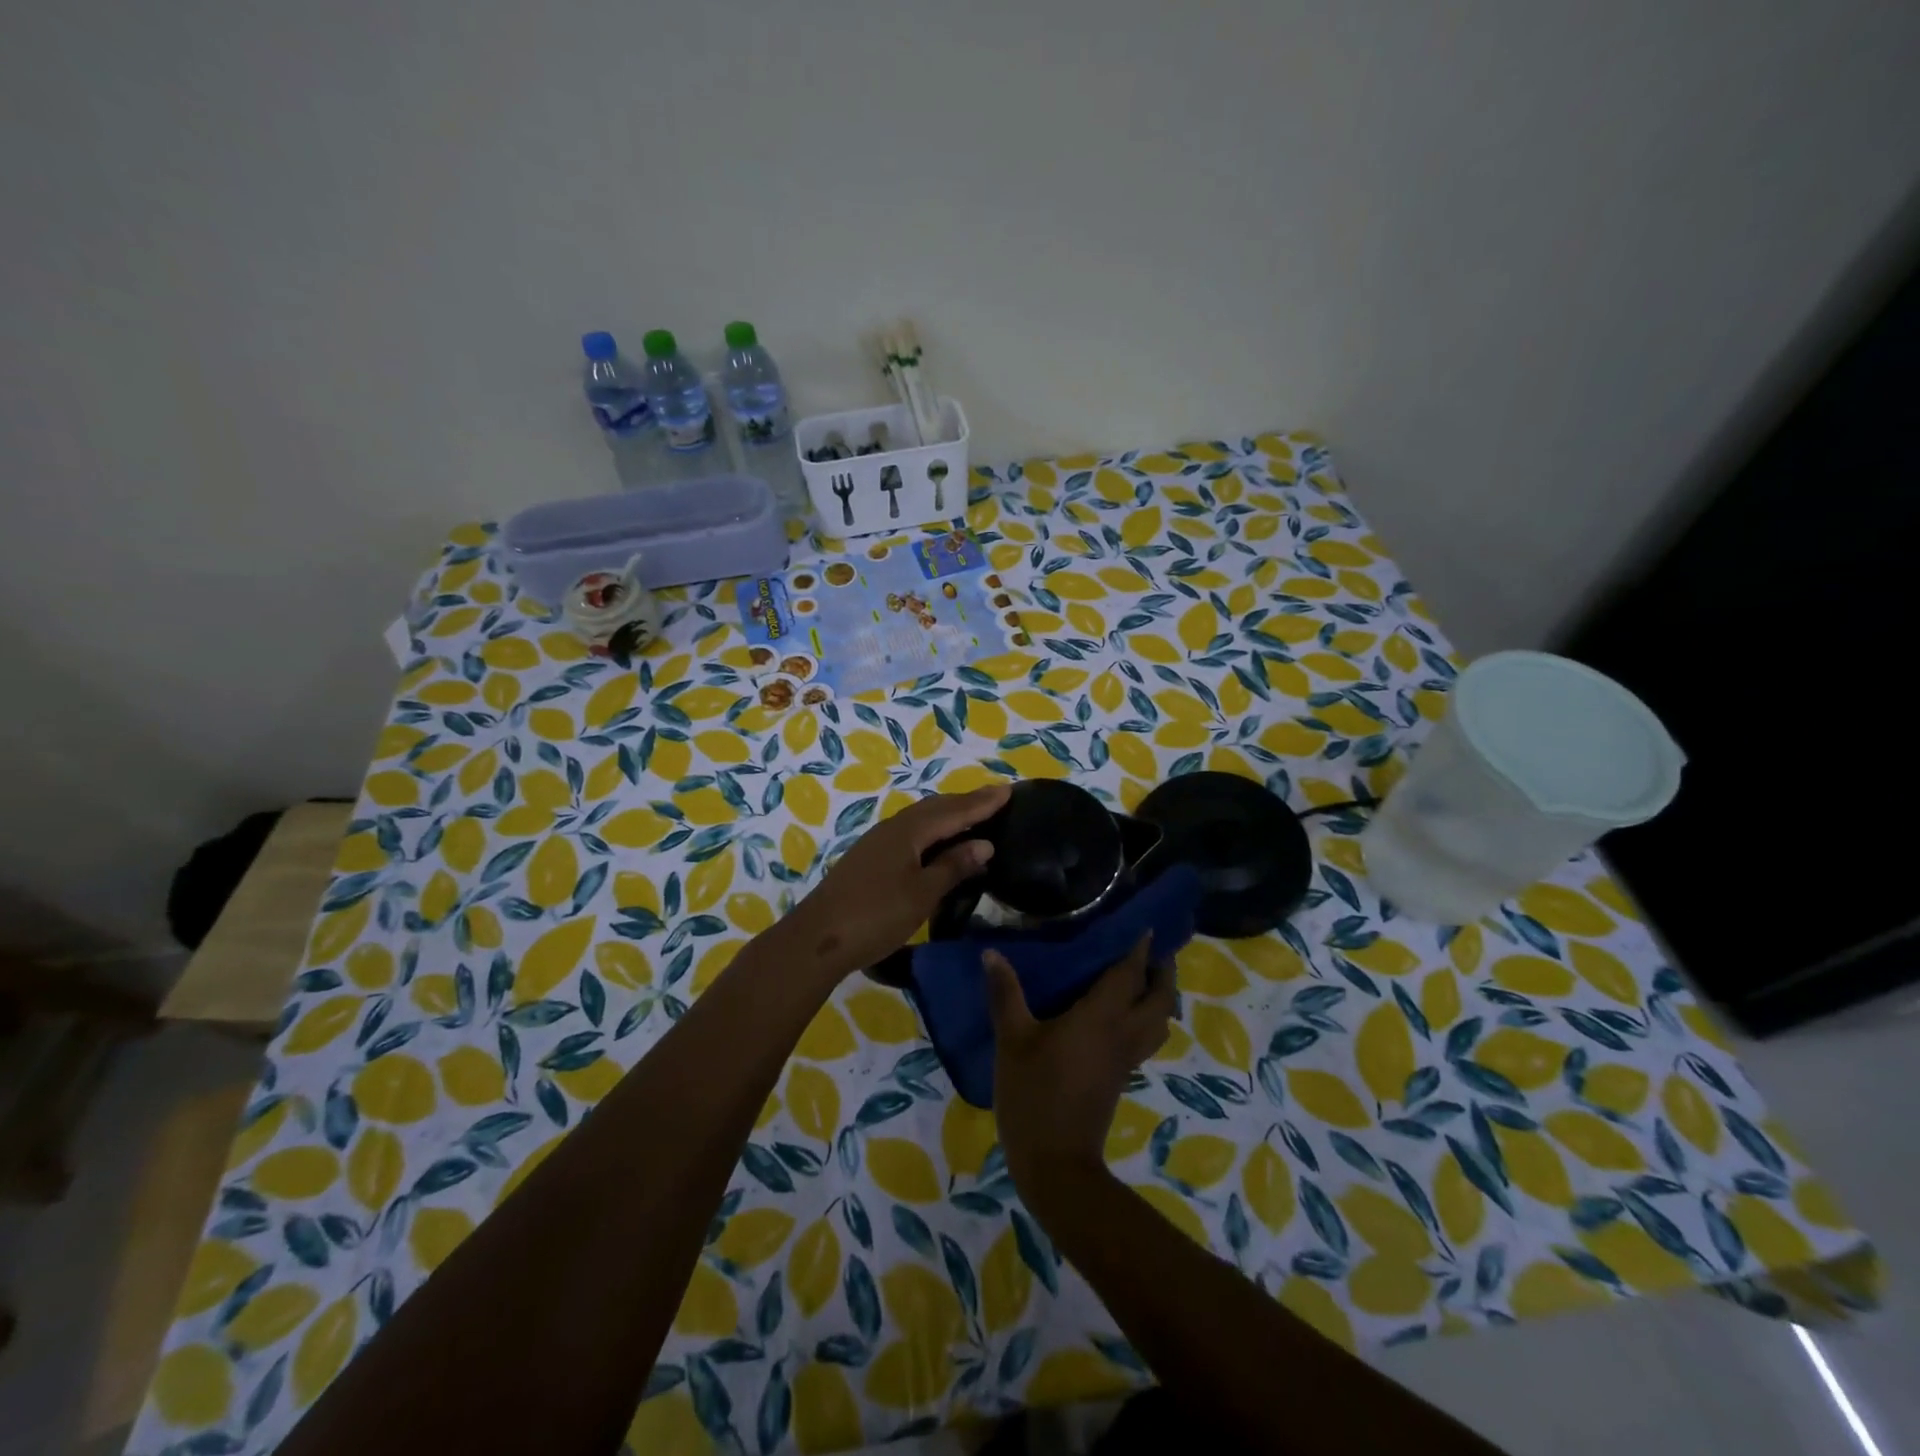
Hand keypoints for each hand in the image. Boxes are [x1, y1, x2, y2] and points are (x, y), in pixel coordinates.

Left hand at [780, 783, 1008, 980]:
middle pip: (936, 808)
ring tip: (972, 816)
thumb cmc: (876, 915)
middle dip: (966, 802)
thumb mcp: (922, 893)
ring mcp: (878, 842)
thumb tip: (984, 843)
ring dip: (948, 814)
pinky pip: (910, 832)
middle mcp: (893, 828)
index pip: (954, 810)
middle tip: (996, 799)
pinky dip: (932, 830)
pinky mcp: (869, 858)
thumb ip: (953, 866)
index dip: (982, 802)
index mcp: (909, 831)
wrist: (818, 939)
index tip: (1009, 791)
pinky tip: (937, 843)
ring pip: (921, 819)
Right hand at [986, 937, 1176, 1195]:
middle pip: (1160, 998)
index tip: (1147, 924)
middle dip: (1162, 971)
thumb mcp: (1012, 1041)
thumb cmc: (1033, 1094)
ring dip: (1160, 997)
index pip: (1129, 973)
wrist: (1055, 1163)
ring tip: (1142, 979)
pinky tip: (1123, 1015)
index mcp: (1101, 1017)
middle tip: (1151, 950)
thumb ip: (1005, 994)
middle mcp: (1123, 1033)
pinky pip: (1146, 1038)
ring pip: (1160, 1022)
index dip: (1140, 948)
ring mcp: (1126, 1058)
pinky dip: (1147, 1019)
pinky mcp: (1121, 1076)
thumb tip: (991, 953)